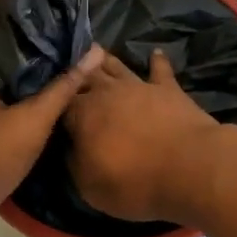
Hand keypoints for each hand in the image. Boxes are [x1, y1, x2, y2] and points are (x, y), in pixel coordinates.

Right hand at [63, 50, 221, 223]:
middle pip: (86, 75)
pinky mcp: (168, 88)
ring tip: (96, 50)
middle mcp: (107, 92)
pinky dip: (157, 61)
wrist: (190, 167)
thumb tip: (70, 146)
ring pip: (117, 66)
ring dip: (105, 59)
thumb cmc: (135, 182)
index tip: (47, 98)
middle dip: (75, 71)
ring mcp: (139, 86)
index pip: (60, 101)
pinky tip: (156, 53)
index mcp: (82, 114)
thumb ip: (75, 162)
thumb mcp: (90, 186)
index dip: (52, 99)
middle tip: (67, 63)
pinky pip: (160, 70)